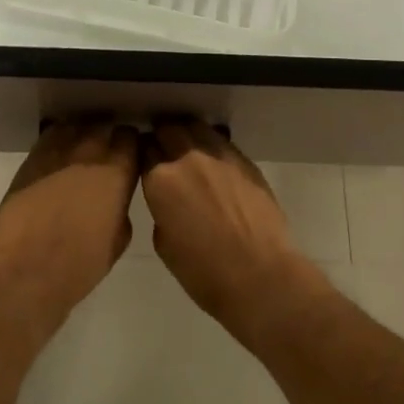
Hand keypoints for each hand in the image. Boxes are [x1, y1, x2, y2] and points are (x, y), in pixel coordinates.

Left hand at [0, 120, 139, 322]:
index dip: (130, 146)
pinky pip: (51, 136)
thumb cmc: (80, 264)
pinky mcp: (33, 157)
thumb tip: (115, 197)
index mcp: (118, 171)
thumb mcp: (118, 239)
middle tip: (104, 158)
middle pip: (104, 127)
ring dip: (82, 136)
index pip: (131, 137)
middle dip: (107, 138)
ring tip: (79, 154)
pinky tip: (57, 158)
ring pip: (77, 126)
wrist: (27, 269)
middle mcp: (90, 151)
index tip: (128, 157)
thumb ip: (121, 207)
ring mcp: (59, 150)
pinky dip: (58, 141)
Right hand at [138, 120, 324, 343]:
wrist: (260, 276)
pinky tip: (213, 161)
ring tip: (188, 149)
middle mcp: (187, 158)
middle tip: (164, 151)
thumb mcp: (164, 243)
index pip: (143, 150)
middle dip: (162, 137)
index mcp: (160, 180)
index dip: (143, 155)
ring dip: (187, 134)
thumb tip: (168, 199)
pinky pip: (221, 141)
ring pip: (196, 127)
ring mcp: (219, 155)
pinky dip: (212, 144)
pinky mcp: (244, 161)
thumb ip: (161, 209)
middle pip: (168, 129)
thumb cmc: (204, 272)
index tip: (145, 162)